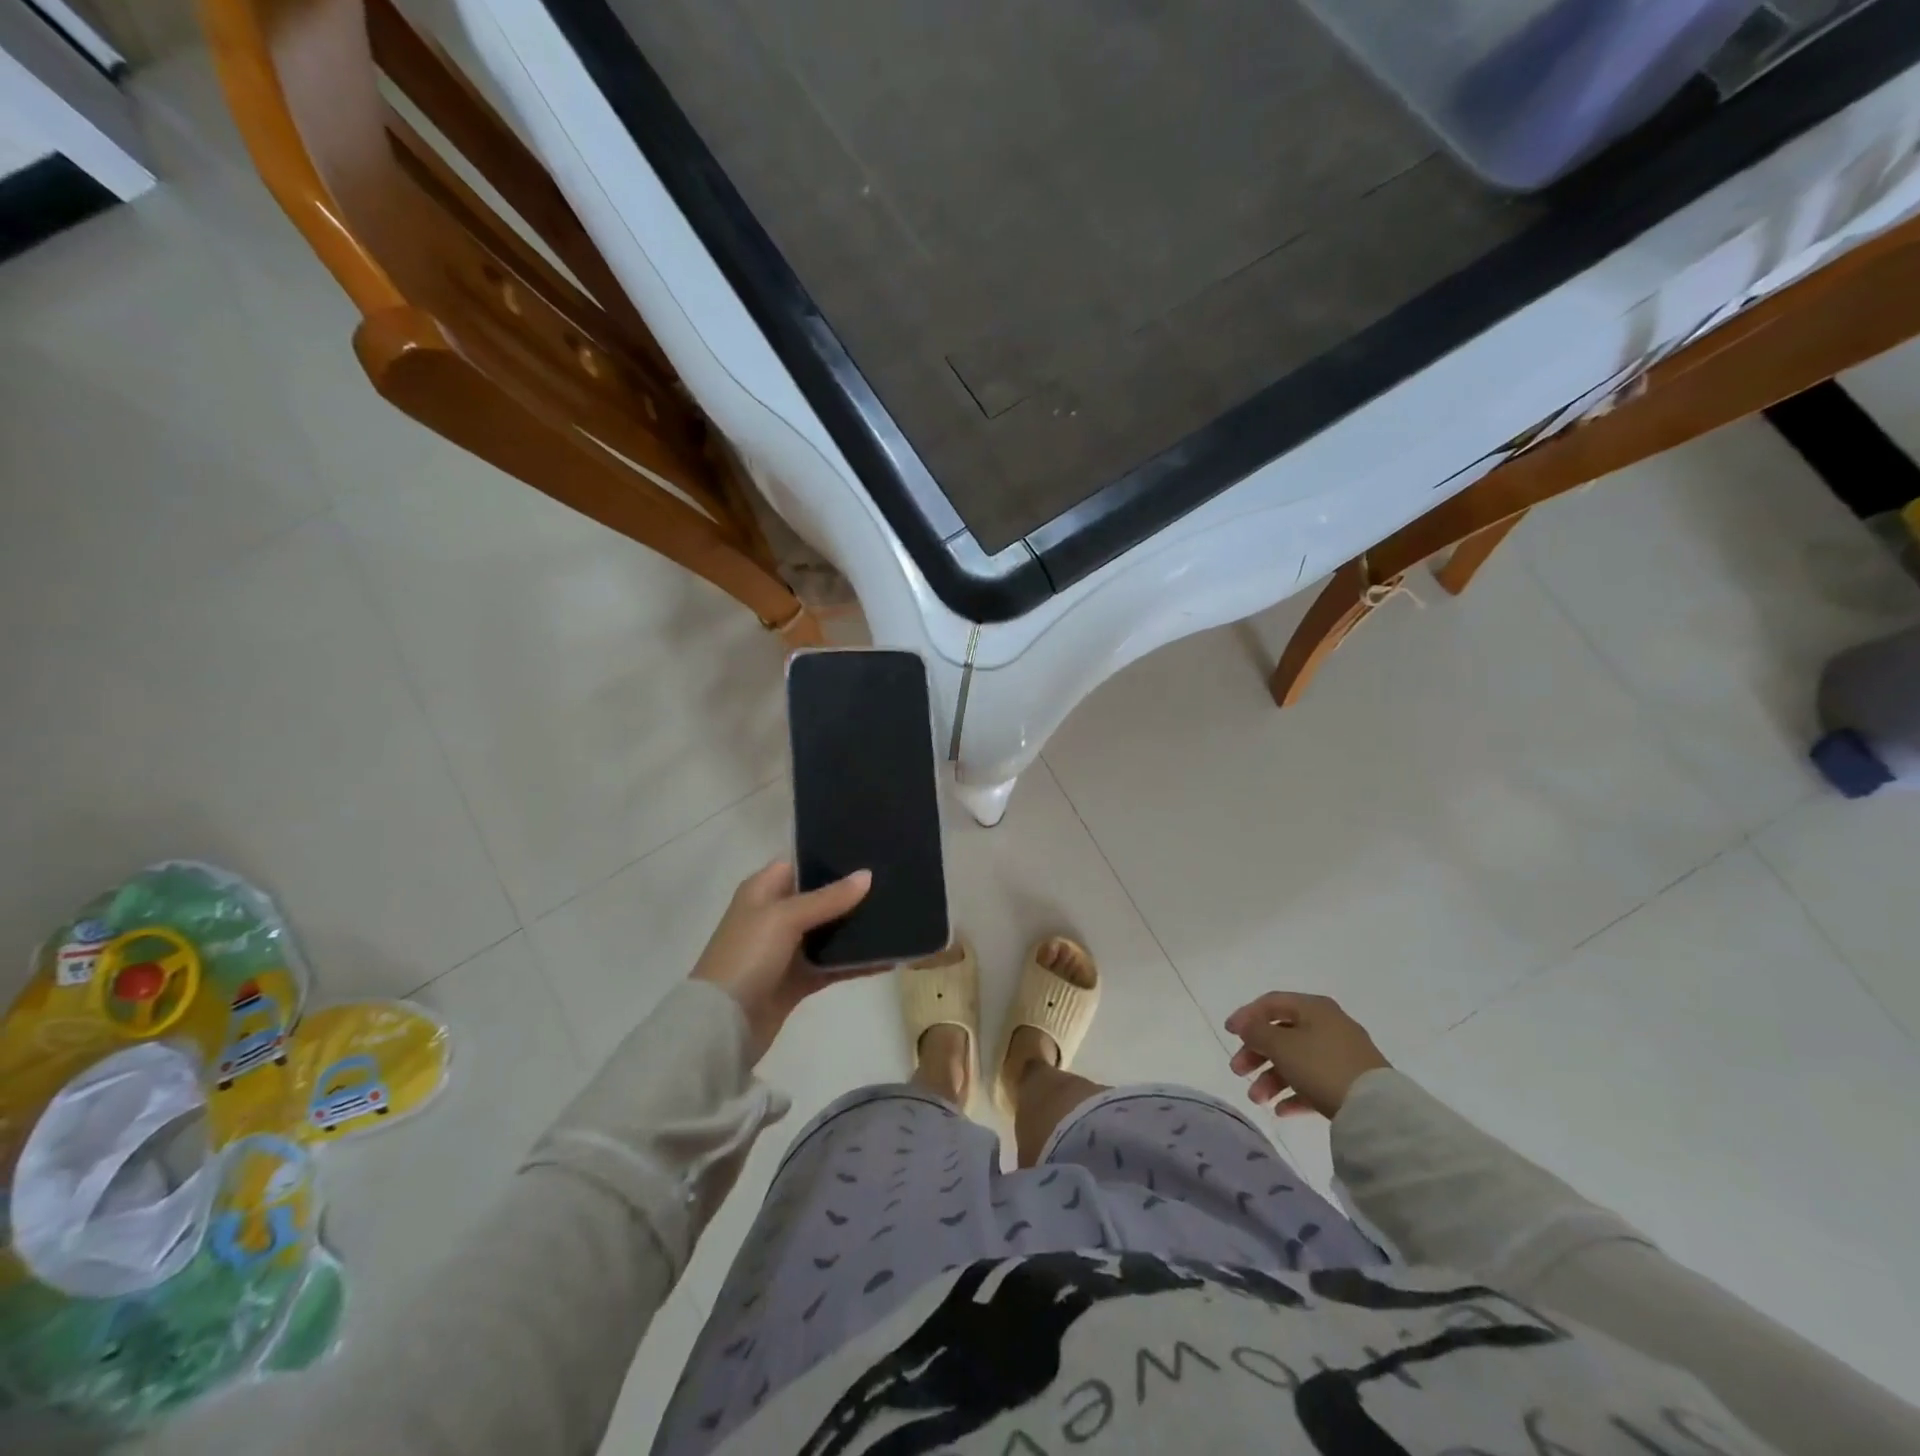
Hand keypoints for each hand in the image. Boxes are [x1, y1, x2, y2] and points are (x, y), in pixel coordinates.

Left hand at [691, 860, 873, 1061]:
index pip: (800, 863)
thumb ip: (828, 898)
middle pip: (820, 897)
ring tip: (898, 913)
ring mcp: (787, 949)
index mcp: (763, 890)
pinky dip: (856, 961)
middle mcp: (775, 915)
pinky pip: (833, 964)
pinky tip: (887, 957)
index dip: (831, 857)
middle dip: (852, 892)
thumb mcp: (784, 918)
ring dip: (857, 927)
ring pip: (829, 931)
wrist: (722, 1026)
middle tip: (893, 881)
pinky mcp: (799, 979)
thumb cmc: (746, 956)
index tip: (869, 852)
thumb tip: (867, 875)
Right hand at [1225, 992, 1389, 1118]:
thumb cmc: (1321, 1065)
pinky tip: (1280, 1111)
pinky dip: (1294, 1093)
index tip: (1228, 1033)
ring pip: (1296, 1061)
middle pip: (1282, 1034)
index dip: (1246, 1015)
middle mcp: (1328, 1025)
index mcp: (1313, 1008)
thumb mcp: (1281, 1045)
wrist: (1376, 1110)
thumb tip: (1245, 1025)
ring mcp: (1341, 1055)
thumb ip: (1257, 1031)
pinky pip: (1314, 1083)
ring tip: (1257, 1099)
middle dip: (1256, 1054)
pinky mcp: (1350, 1083)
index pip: (1271, 1003)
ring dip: (1271, 1078)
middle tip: (1238, 1071)